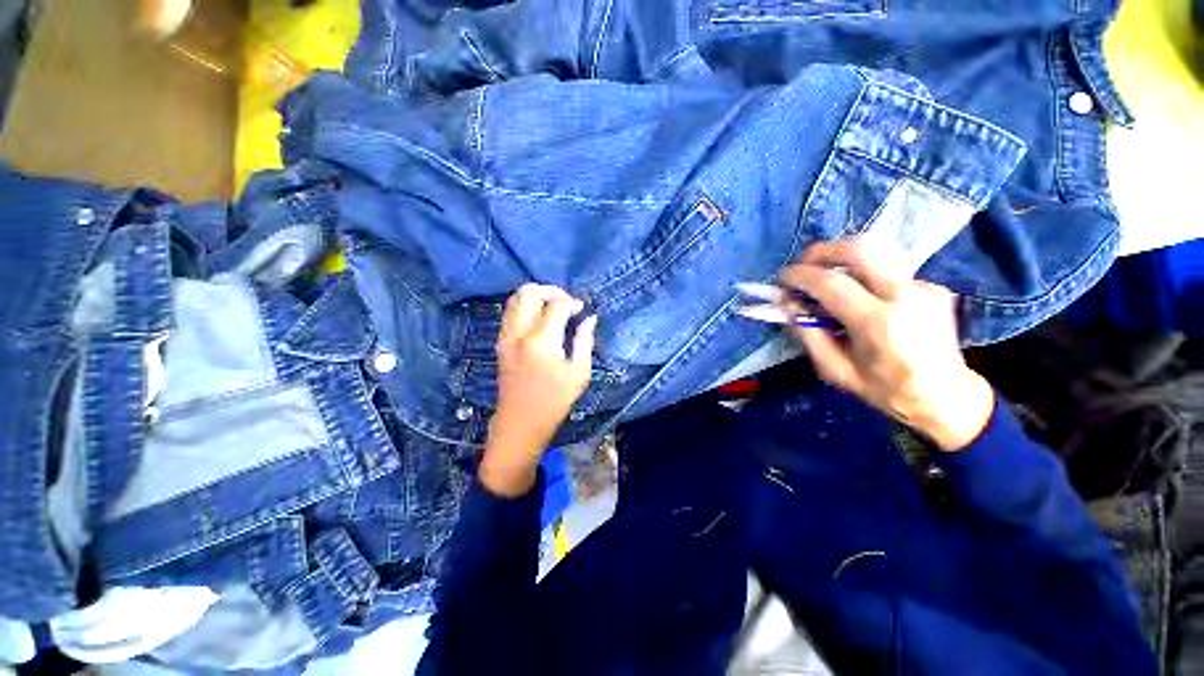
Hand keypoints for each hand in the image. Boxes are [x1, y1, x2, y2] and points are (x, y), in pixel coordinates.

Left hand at [481, 284, 597, 496]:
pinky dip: (525, 306)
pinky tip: (540, 318)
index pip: (556, 306)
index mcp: (541, 342)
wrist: (520, 423)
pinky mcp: (500, 342)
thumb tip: (590, 318)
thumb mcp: (578, 374)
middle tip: (566, 301)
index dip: (572, 302)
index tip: (582, 309)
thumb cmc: (554, 402)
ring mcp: (505, 336)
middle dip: (551, 290)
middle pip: (529, 293)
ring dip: (536, 296)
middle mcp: (519, 333)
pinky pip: (510, 312)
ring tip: (554, 307)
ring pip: (515, 299)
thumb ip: (584, 341)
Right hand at [780, 239, 994, 451]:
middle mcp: (905, 295)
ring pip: (875, 253)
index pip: (831, 283)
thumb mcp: (834, 370)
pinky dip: (862, 276)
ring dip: (840, 259)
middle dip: (821, 251)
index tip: (780, 278)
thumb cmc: (884, 389)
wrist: (946, 396)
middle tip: (801, 264)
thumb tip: (786, 303)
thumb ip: (807, 333)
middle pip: (859, 249)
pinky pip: (886, 271)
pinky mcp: (931, 285)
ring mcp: (923, 286)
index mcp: (878, 323)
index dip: (799, 275)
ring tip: (821, 276)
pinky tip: (857, 296)